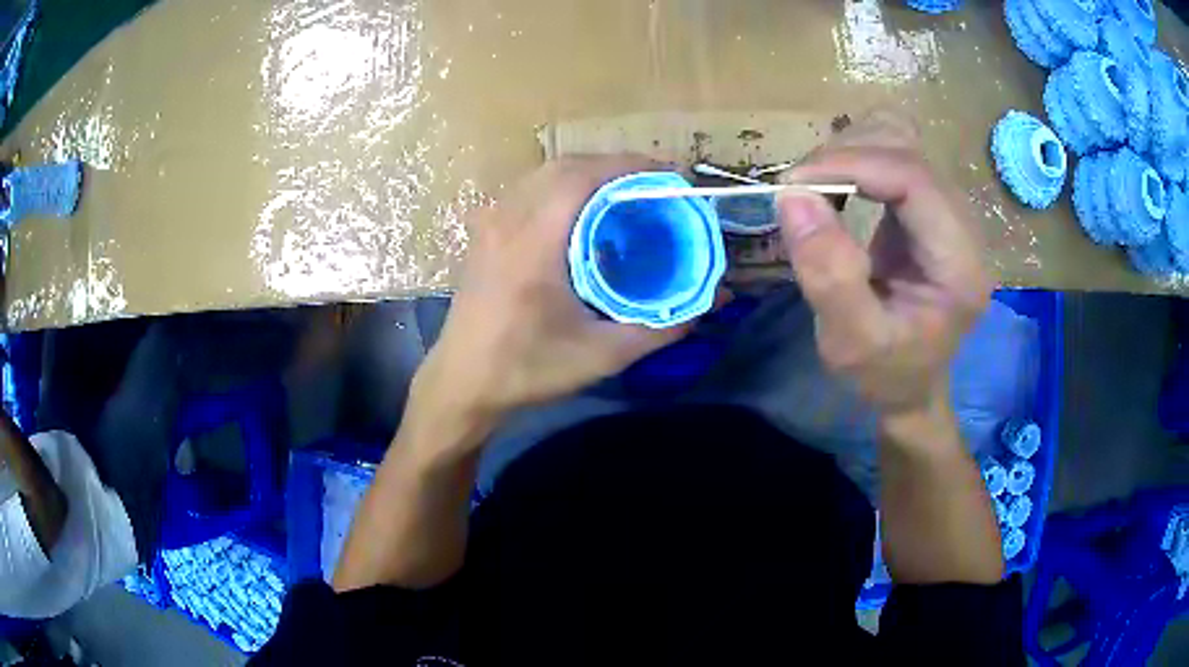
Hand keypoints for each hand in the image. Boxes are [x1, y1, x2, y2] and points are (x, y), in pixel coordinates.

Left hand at [414, 155, 691, 427]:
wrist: (462, 382)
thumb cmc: (526, 369)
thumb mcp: (600, 355)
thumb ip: (658, 329)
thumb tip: (708, 307)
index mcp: (533, 241)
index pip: (583, 176)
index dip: (629, 166)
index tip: (667, 176)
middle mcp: (508, 218)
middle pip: (565, 166)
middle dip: (614, 167)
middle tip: (652, 186)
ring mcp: (491, 222)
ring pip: (544, 174)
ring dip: (587, 173)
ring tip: (623, 194)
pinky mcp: (484, 232)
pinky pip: (528, 189)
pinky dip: (561, 186)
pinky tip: (581, 212)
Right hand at [776, 111, 991, 419]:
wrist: (911, 385)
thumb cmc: (886, 374)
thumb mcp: (851, 342)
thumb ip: (828, 274)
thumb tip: (792, 196)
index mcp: (960, 264)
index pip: (915, 179)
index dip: (853, 164)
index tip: (794, 183)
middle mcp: (964, 226)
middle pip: (908, 148)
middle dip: (847, 156)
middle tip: (801, 193)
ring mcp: (949, 209)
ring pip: (900, 137)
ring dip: (850, 150)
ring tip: (817, 189)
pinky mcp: (930, 203)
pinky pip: (893, 151)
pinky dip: (857, 156)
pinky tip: (839, 186)